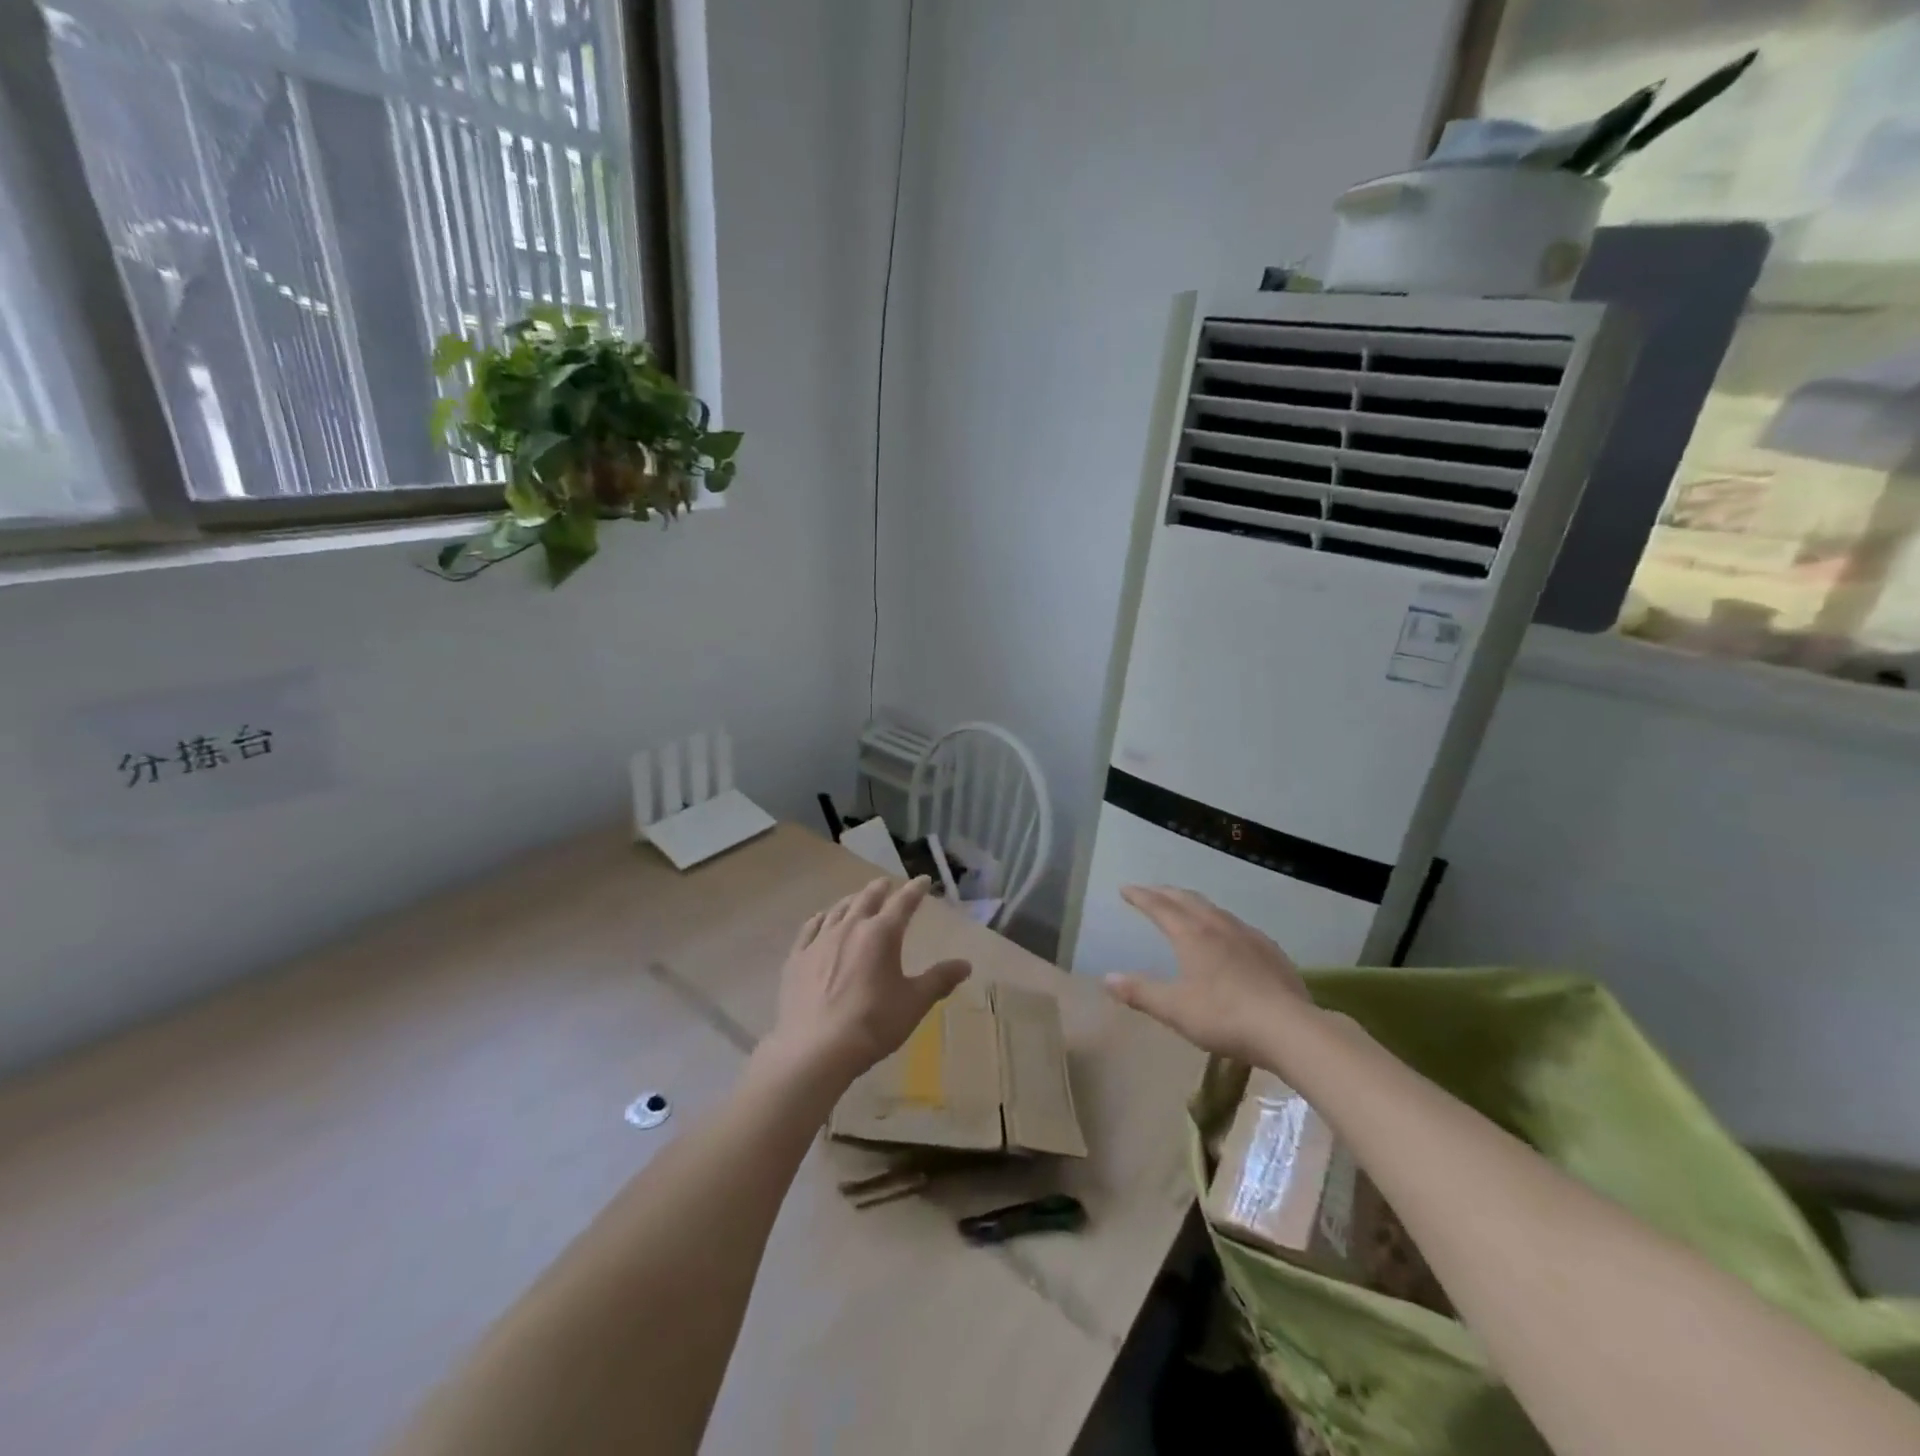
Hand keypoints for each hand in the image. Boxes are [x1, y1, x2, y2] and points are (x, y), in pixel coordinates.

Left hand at [763, 876, 970, 1084]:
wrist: (815, 1049)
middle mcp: (850, 928)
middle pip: (867, 899)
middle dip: (880, 889)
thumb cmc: (873, 1023)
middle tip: (887, 884)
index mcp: (882, 934)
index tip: (923, 881)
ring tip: (857, 899)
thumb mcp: (914, 1003)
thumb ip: (939, 980)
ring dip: (851, 901)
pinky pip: (810, 929)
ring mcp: (819, 941)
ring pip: (838, 910)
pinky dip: (820, 919)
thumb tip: (965, 964)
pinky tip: (821, 920)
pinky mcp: (796, 959)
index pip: (903, 903)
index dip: (915, 890)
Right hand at [1104, 886, 1312, 1065]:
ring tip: (1184, 907)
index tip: (1125, 889)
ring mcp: (1249, 936)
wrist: (1290, 1029)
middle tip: (1150, 891)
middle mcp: (1219, 926)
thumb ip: (1140, 992)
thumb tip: (1107, 978)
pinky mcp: (1271, 951)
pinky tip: (1227, 935)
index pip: (1160, 907)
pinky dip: (1220, 921)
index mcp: (1192, 935)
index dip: (1140, 896)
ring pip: (1214, 909)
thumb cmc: (1225, 1016)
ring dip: (1193, 903)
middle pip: (1187, 900)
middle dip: (1165, 893)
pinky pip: (1237, 926)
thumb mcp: (1175, 1009)